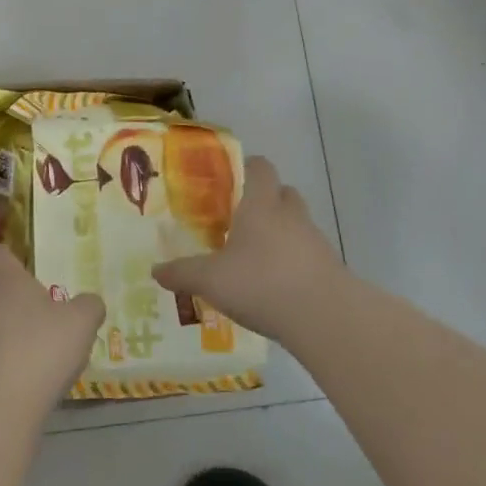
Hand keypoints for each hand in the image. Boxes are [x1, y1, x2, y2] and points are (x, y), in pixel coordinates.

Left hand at [0, 246, 104, 420]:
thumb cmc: (39, 351)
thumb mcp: (80, 324)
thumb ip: (88, 306)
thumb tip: (90, 301)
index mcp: (5, 280)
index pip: (0, 254)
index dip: (13, 258)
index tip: (28, 268)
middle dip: (11, 297)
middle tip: (38, 312)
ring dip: (3, 332)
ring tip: (30, 351)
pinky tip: (16, 381)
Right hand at [153, 156, 347, 342]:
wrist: (325, 318)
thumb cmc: (261, 283)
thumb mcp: (211, 280)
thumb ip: (183, 273)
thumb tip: (155, 270)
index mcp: (261, 205)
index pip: (260, 168)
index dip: (249, 167)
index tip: (234, 177)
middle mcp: (291, 215)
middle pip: (284, 193)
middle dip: (267, 200)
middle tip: (242, 218)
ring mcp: (315, 241)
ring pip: (298, 224)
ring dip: (282, 233)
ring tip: (257, 257)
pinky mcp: (330, 269)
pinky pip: (309, 254)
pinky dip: (295, 262)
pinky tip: (277, 286)